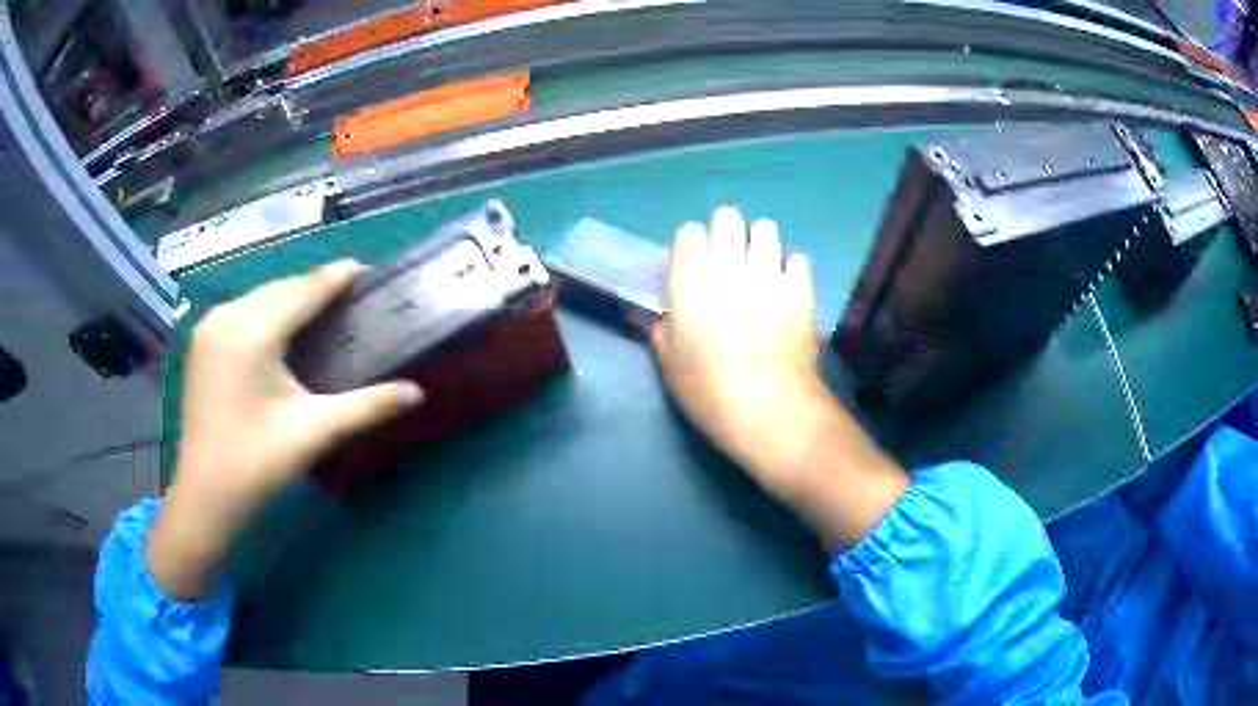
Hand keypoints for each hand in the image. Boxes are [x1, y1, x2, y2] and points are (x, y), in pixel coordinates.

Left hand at [148, 260, 422, 599]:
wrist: (205, 495)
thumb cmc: (259, 463)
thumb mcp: (315, 432)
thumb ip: (367, 407)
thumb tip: (417, 392)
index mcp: (252, 334)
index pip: (302, 292)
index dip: (334, 278)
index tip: (364, 269)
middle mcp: (226, 317)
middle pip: (279, 289)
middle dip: (313, 287)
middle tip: (347, 294)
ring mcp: (208, 327)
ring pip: (258, 297)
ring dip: (288, 297)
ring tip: (318, 306)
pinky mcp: (200, 341)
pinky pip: (241, 310)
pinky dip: (265, 310)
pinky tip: (279, 325)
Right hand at [654, 207, 905, 549]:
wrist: (770, 409)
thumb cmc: (710, 392)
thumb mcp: (670, 366)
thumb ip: (665, 330)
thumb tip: (669, 316)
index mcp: (690, 282)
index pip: (689, 233)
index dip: (692, 245)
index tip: (695, 264)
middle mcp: (729, 266)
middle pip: (728, 217)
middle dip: (727, 231)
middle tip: (729, 257)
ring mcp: (769, 273)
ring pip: (766, 229)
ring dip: (760, 243)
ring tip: (761, 267)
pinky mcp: (801, 288)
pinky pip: (796, 260)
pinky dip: (789, 269)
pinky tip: (787, 289)